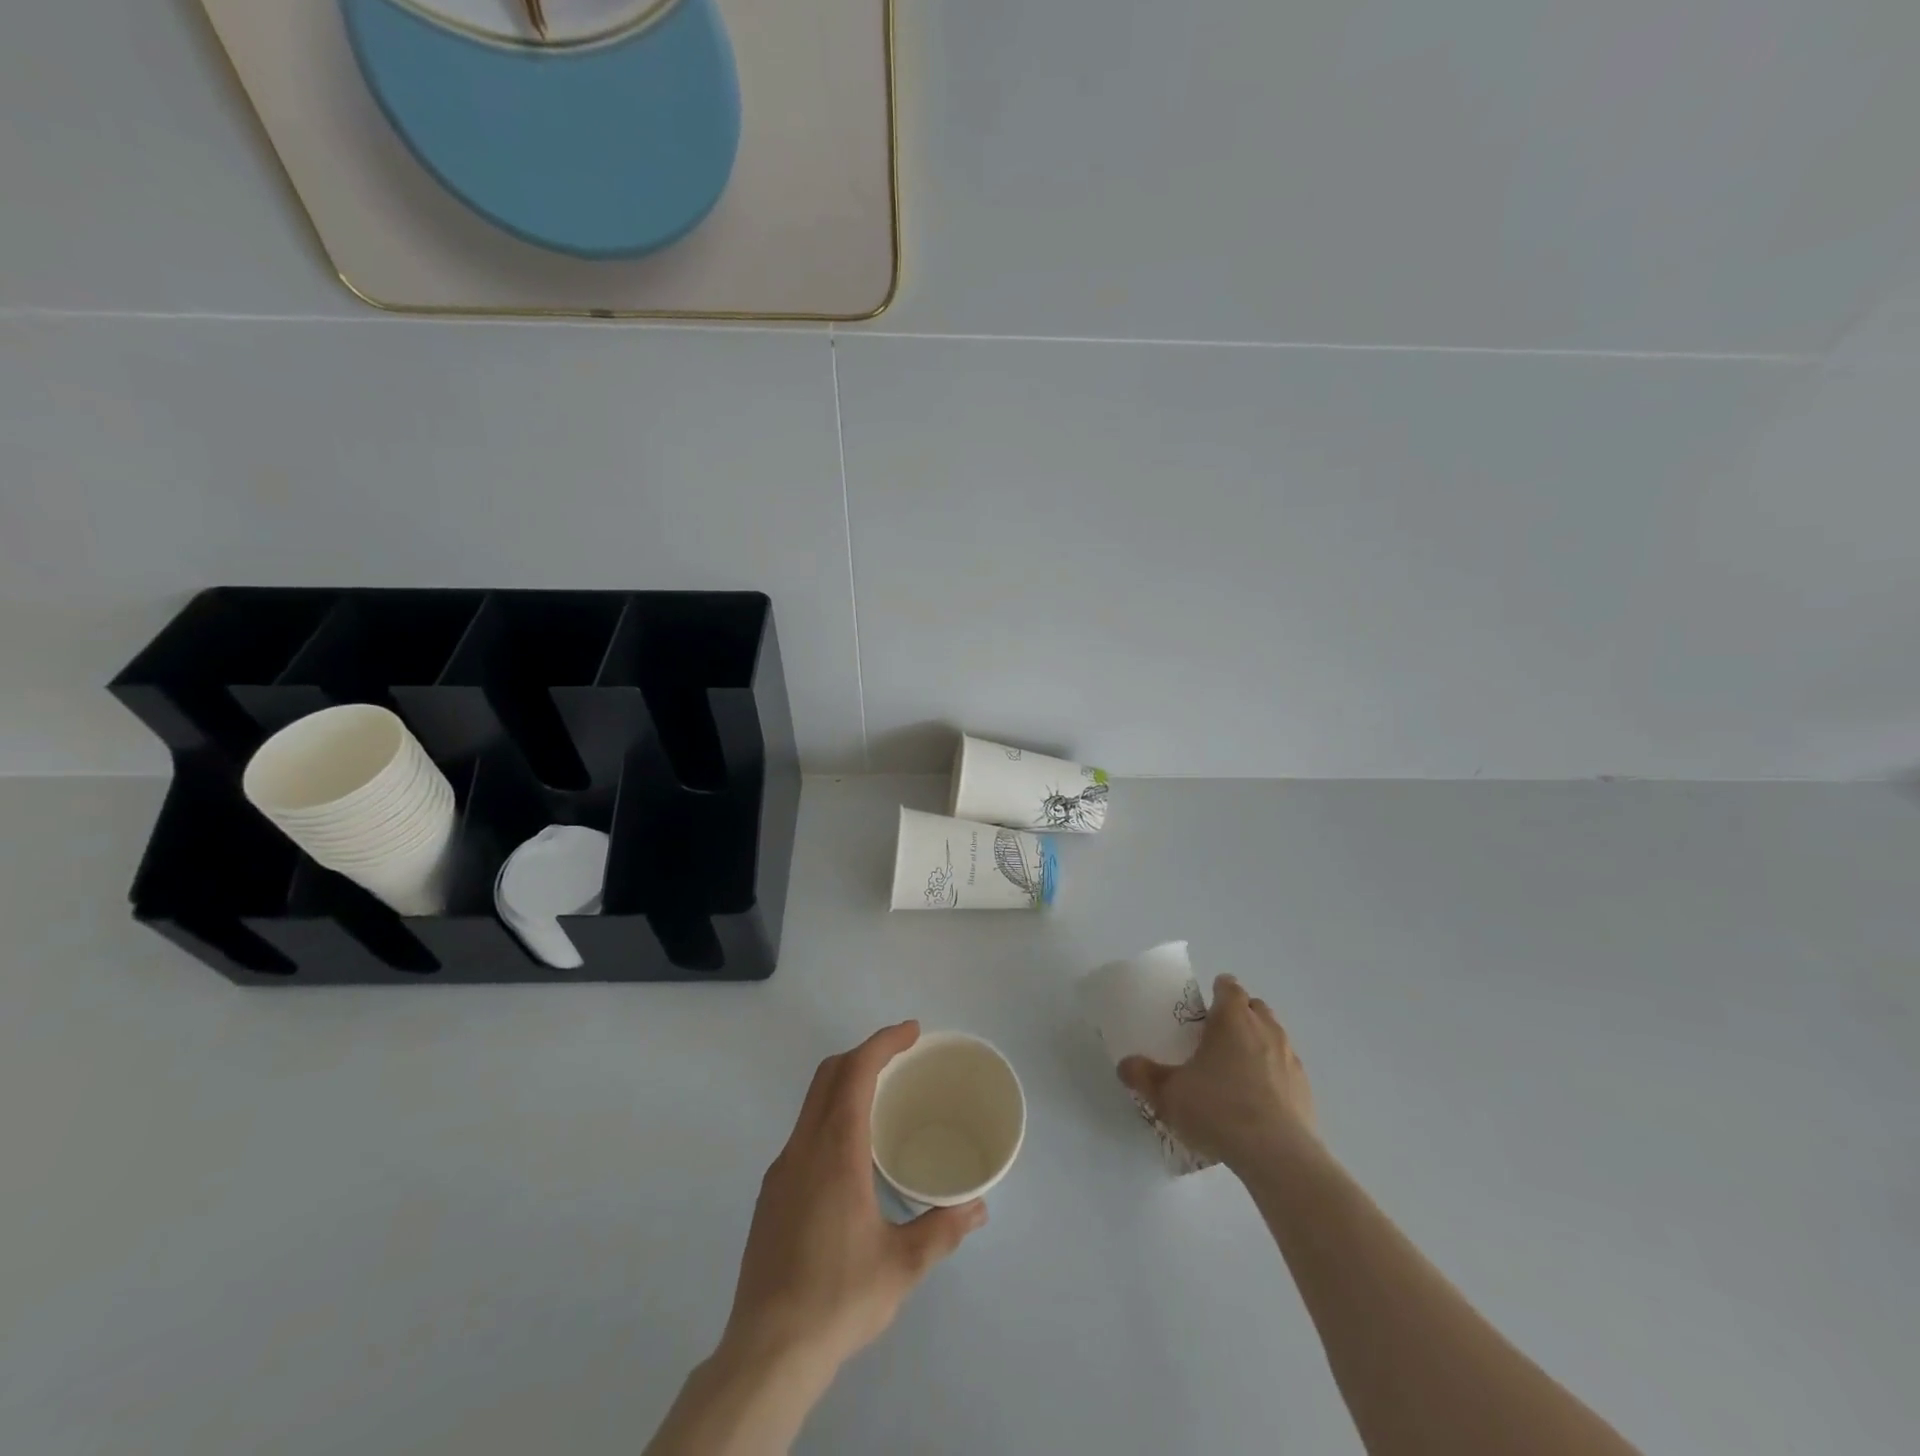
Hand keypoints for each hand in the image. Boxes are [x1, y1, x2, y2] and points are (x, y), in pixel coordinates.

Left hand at [723, 1021, 987, 1376]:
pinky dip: (830, 1115)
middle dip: (865, 1053)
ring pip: (812, 1102)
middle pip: (829, 1075)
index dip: (883, 1042)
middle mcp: (803, 1148)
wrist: (766, 1353)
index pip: (855, 1072)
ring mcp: (781, 1171)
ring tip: (882, 1098)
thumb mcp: (902, 1266)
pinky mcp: (770, 1196)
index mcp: (835, 1151)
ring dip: (845, 1083)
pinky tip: (851, 1153)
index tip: (912, 1031)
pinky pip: (804, 1132)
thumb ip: (942, 1229)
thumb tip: (977, 1207)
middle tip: (901, 1055)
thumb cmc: (839, 1298)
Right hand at [1118, 974, 1315, 1169]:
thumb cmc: (1218, 1109)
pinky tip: (1258, 1102)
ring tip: (1237, 1071)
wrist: (1278, 1155)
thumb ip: (1143, 1076)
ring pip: (1274, 1036)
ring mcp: (1290, 1058)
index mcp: (1232, 1018)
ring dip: (1258, 1044)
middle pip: (1254, 1007)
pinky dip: (1273, 1076)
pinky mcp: (1305, 1089)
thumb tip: (1125, 1065)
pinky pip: (1286, 1069)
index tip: (1204, 1009)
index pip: (1228, 986)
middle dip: (1239, 1015)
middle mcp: (1265, 1029)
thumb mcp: (1168, 1094)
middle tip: (1217, 1038)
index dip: (1217, 992)